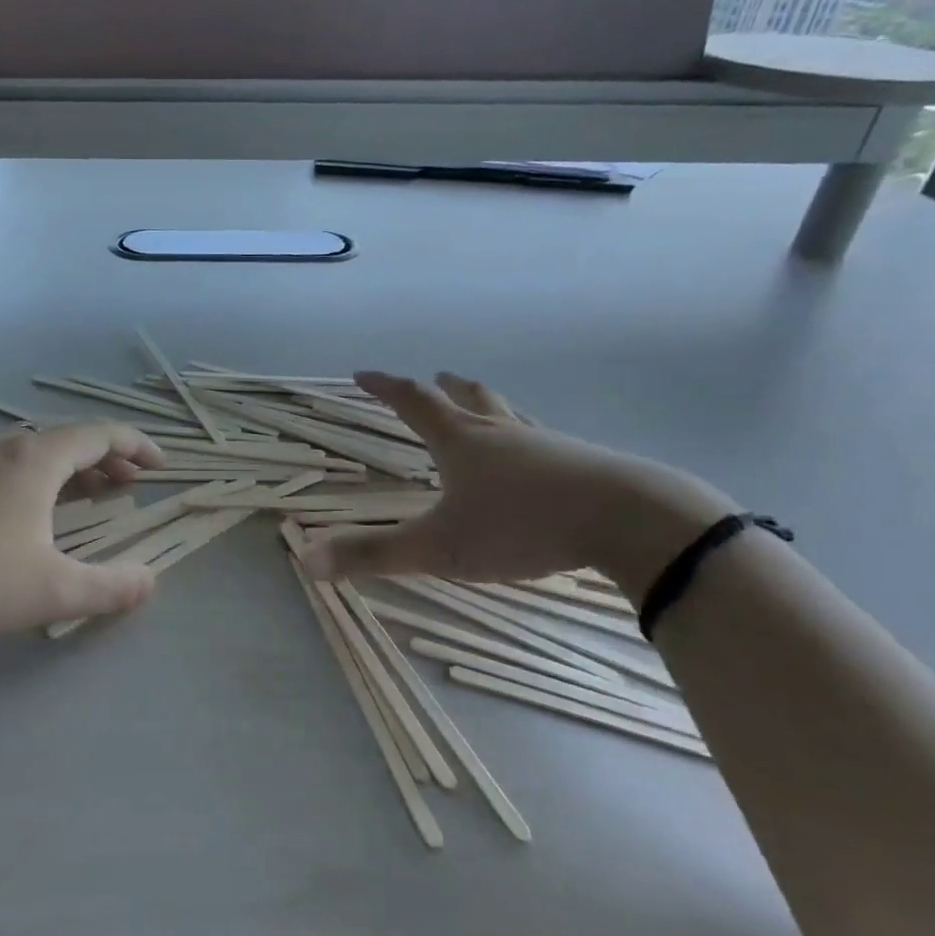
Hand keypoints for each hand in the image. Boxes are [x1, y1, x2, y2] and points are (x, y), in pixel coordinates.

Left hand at [0, 421, 167, 646]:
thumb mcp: (53, 590)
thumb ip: (110, 587)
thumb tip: (150, 580)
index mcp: (37, 458)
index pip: (100, 435)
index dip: (137, 445)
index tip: (161, 465)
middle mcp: (4, 448)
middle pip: (68, 440)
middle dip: (106, 459)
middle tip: (130, 483)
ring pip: (34, 454)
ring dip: (70, 470)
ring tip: (89, 494)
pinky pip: (7, 468)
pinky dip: (38, 480)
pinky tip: (29, 513)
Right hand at [301, 372, 734, 599]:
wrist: (629, 521)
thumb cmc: (522, 525)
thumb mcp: (439, 547)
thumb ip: (374, 554)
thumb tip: (306, 561)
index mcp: (462, 441)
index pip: (413, 402)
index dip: (385, 387)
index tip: (362, 374)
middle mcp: (502, 433)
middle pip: (469, 398)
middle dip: (445, 388)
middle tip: (436, 378)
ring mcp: (548, 445)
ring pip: (510, 416)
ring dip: (489, 407)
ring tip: (484, 411)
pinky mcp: (585, 465)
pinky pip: (546, 442)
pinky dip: (528, 440)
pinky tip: (541, 460)